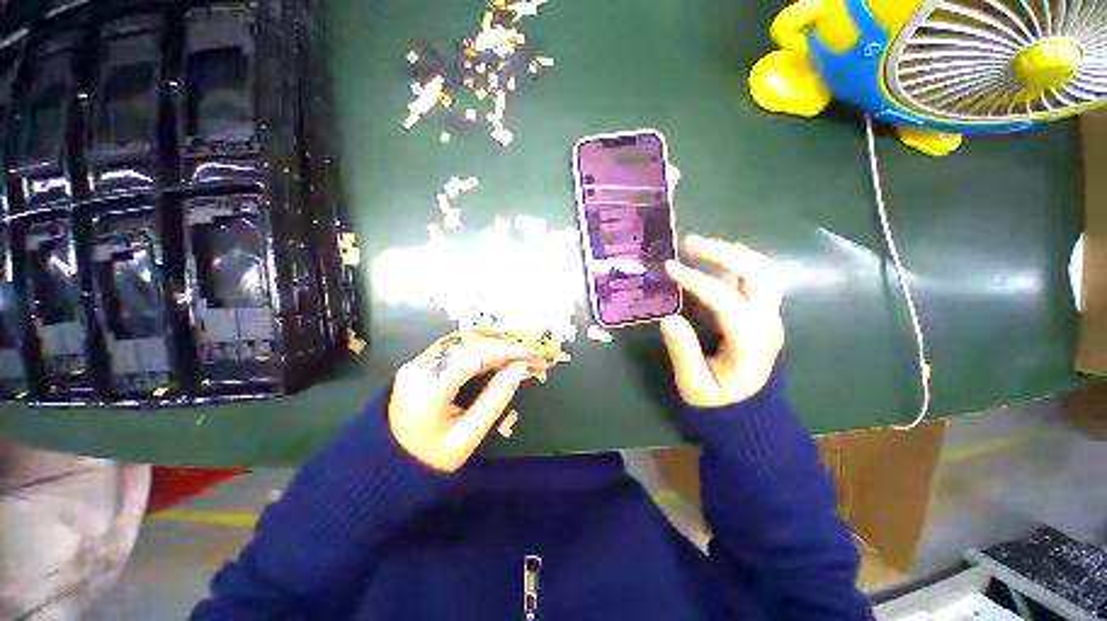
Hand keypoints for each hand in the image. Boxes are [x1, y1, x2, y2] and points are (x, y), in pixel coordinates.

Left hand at [389, 333, 548, 471]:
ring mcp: (418, 363)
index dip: (508, 351)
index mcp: (428, 389)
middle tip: (535, 356)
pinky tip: (502, 357)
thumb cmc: (431, 459)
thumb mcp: (468, 436)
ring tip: (523, 357)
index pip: (474, 357)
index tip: (535, 353)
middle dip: (507, 348)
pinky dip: (484, 351)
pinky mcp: (421, 363)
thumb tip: (521, 367)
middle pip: (471, 346)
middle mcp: (419, 367)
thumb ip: (496, 399)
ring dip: (497, 348)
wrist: (389, 466)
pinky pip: (459, 349)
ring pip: (466, 344)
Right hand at [660, 235, 784, 407]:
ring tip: (697, 246)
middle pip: (758, 274)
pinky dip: (732, 262)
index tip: (671, 269)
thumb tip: (668, 318)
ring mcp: (769, 316)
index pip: (728, 303)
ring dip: (730, 252)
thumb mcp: (695, 385)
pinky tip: (708, 261)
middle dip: (723, 253)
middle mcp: (767, 324)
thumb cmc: (718, 400)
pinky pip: (753, 278)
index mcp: (752, 345)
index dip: (699, 282)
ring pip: (761, 270)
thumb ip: (683, 353)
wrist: (747, 410)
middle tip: (688, 244)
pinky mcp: (762, 313)